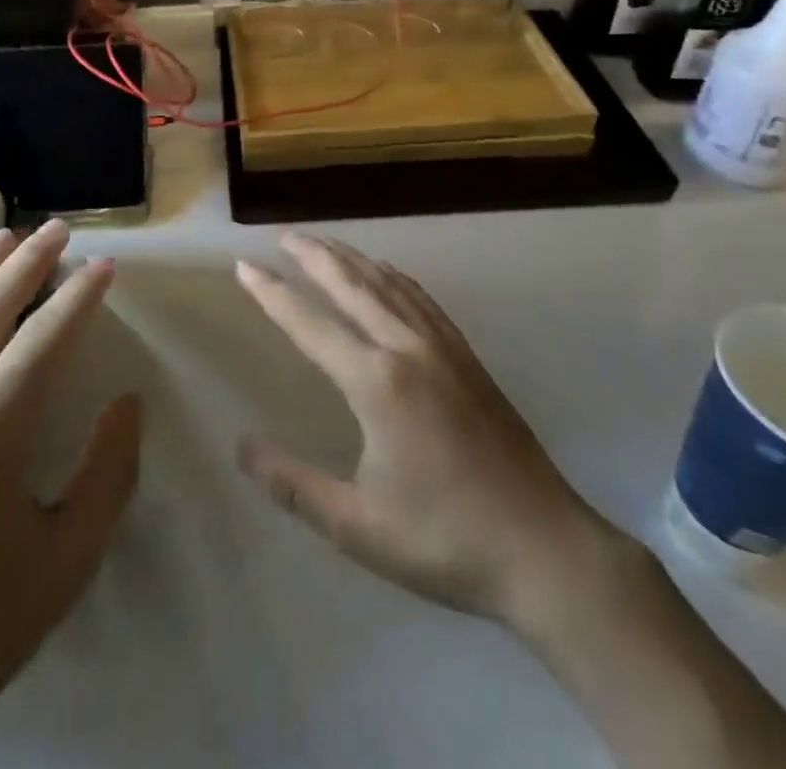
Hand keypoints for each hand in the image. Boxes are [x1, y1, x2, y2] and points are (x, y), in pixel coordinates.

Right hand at [236, 234, 622, 629]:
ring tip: (325, 244)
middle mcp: (408, 349)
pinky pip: (422, 300)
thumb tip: (242, 445)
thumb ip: (293, 483)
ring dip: (353, 259)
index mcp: (377, 383)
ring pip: (389, 285)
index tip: (245, 265)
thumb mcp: (356, 525)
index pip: (311, 324)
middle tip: (284, 236)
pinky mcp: (468, 358)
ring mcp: (444, 348)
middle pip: (352, 285)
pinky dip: (394, 277)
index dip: (273, 293)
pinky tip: (387, 275)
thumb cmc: (444, 541)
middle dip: (315, 256)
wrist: (544, 549)